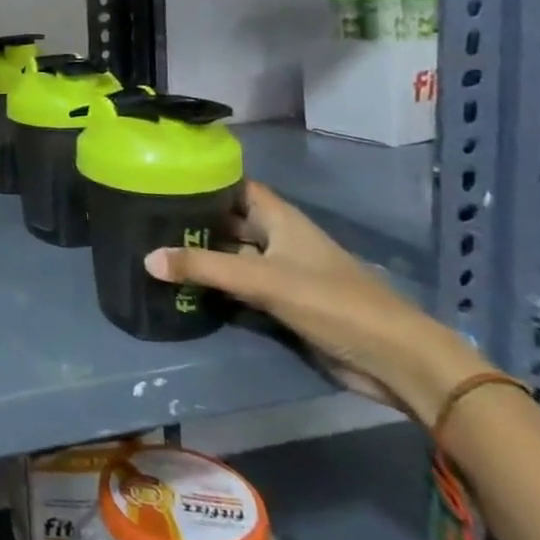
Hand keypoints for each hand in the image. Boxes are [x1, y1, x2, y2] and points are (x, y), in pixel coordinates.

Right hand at [145, 180, 489, 422]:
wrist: (394, 360)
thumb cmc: (333, 303)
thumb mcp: (263, 280)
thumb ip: (204, 268)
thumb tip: (147, 258)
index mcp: (280, 220)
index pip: (236, 188)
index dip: (204, 181)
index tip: (163, 179)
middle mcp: (278, 240)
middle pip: (230, 223)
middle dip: (194, 222)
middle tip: (145, 219)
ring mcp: (281, 273)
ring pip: (232, 257)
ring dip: (202, 257)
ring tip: (152, 251)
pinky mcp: (282, 304)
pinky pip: (239, 288)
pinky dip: (215, 287)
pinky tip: (182, 288)